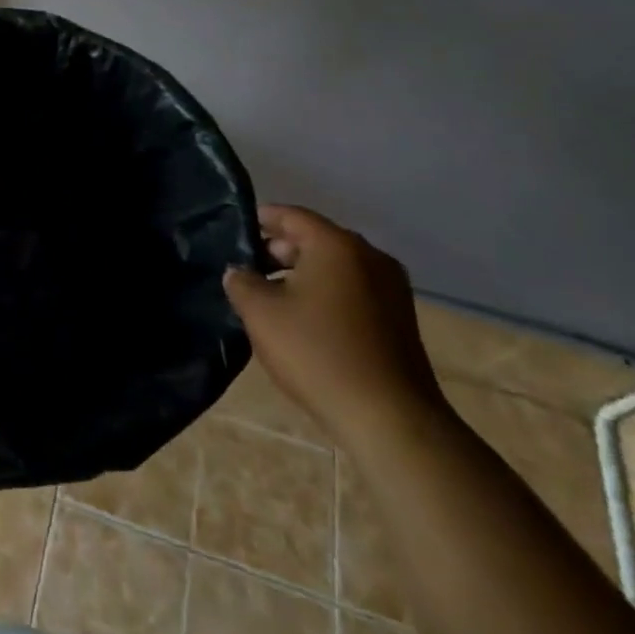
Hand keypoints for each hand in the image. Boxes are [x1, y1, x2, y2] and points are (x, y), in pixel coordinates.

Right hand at [224, 204, 445, 448]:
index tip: (234, 231)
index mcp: (337, 245)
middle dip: (279, 250)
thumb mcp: (260, 313)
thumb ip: (241, 282)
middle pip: (315, 239)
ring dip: (302, 275)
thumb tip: (238, 272)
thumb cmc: (317, 352)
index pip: (291, 215)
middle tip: (247, 269)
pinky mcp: (399, 319)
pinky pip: (352, 290)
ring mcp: (391, 288)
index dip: (260, 219)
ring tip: (270, 298)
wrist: (389, 418)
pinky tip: (303, 320)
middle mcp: (370, 257)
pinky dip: (326, 294)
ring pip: (335, 267)